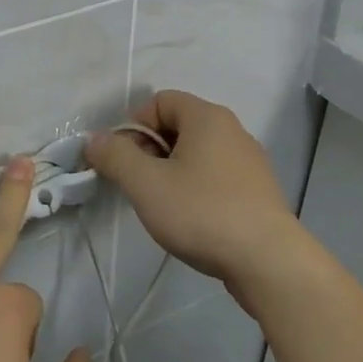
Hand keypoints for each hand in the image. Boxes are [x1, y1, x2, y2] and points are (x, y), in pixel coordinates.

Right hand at [86, 90, 318, 311]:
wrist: (268, 261)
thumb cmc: (202, 212)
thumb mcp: (146, 184)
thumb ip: (115, 156)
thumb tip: (94, 139)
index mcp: (207, 117)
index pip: (160, 101)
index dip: (134, 125)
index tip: (123, 161)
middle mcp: (232, 130)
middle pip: (179, 126)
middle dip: (150, 151)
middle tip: (138, 185)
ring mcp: (249, 161)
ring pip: (197, 154)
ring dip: (172, 172)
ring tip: (163, 206)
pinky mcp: (257, 191)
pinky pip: (216, 176)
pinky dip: (197, 189)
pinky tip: (192, 219)